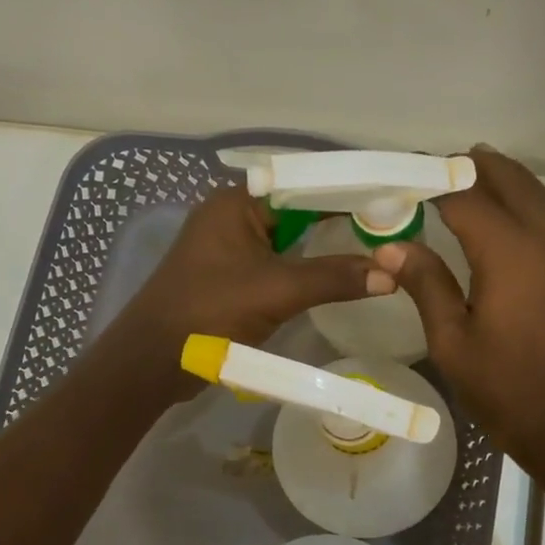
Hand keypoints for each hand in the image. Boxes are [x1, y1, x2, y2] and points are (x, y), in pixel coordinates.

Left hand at [107, 184, 394, 400]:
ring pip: (290, 240)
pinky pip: (278, 264)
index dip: (347, 193)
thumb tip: (391, 273)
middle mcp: (234, 217)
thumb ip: (333, 278)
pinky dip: (306, 270)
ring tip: (375, 250)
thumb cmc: (209, 312)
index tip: (390, 203)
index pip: (303, 185)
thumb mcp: (276, 291)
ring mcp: (231, 249)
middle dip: (341, 221)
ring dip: (325, 248)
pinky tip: (338, 278)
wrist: (154, 360)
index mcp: (237, 203)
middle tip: (390, 229)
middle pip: (299, 211)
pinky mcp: (232, 278)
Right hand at [373, 146, 544, 481]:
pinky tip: (503, 213)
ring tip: (468, 174)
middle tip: (434, 169)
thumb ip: (426, 284)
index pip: (464, 198)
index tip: (399, 181)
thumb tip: (390, 246)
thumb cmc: (504, 388)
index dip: (431, 184)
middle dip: (472, 168)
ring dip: (503, 177)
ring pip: (535, 193)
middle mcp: (542, 239)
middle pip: (508, 181)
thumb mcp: (452, 341)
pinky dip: (524, 199)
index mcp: (508, 253)